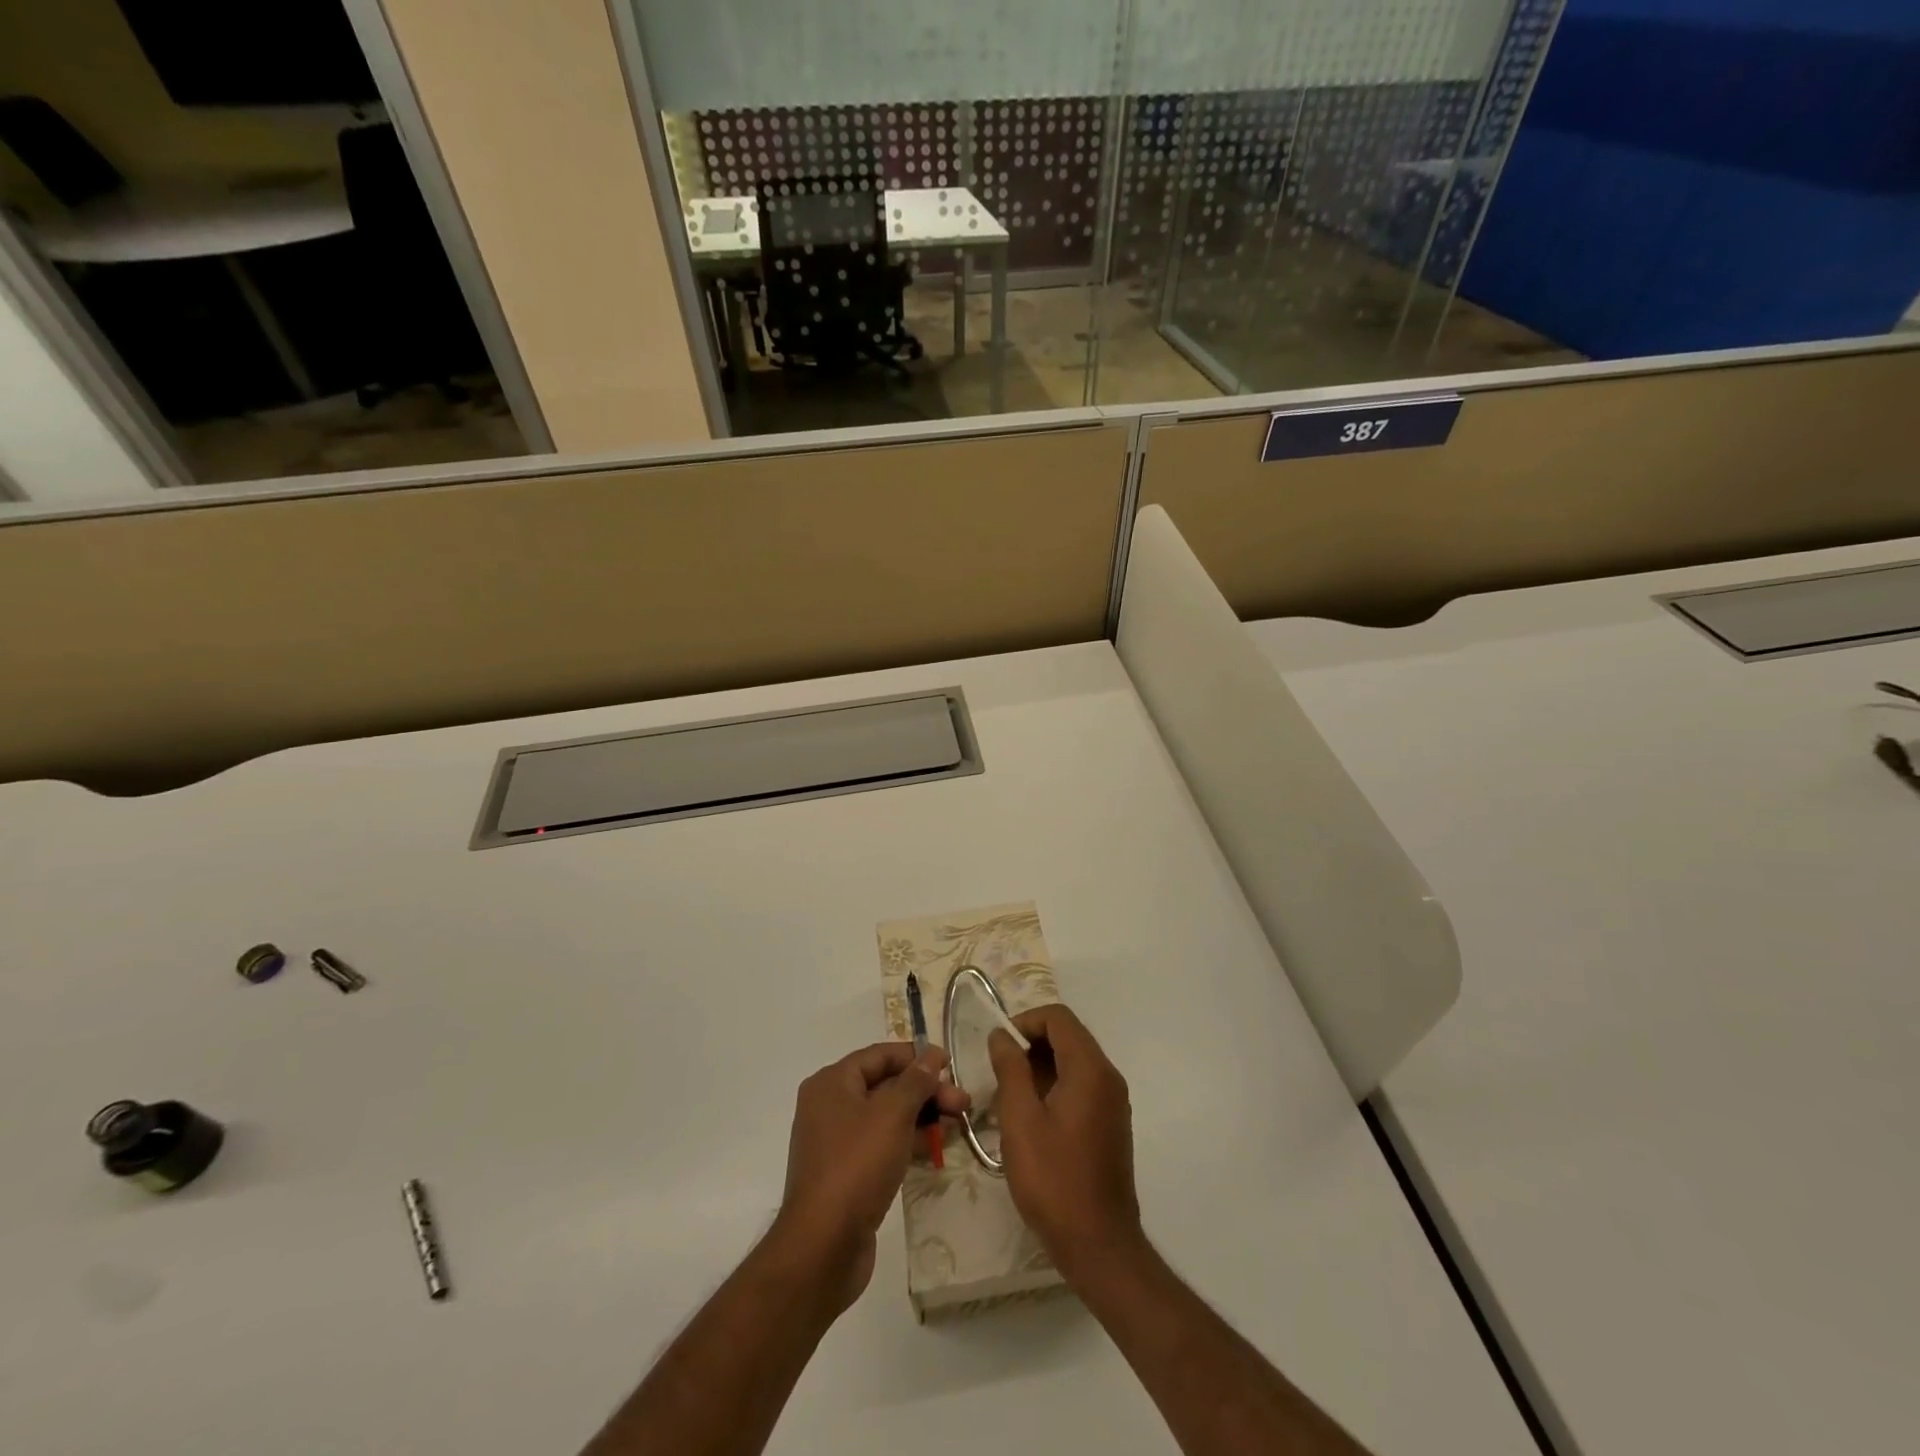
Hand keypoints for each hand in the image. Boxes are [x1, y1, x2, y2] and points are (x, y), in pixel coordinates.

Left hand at [773, 1042, 970, 1312]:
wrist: (823, 1247)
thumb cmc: (856, 1166)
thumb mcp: (892, 1115)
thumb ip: (915, 1081)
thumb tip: (931, 1056)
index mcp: (832, 1083)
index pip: (879, 1055)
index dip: (916, 1056)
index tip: (950, 1064)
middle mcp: (830, 1106)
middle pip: (885, 1085)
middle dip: (925, 1091)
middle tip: (963, 1103)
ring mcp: (837, 1142)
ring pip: (887, 1116)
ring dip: (922, 1116)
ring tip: (959, 1123)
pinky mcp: (847, 1173)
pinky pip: (882, 1144)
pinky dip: (909, 1141)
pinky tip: (936, 1147)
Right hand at [989, 1005, 1142, 1278]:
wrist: (1099, 1244)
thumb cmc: (1054, 1180)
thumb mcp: (1020, 1120)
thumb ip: (1010, 1069)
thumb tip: (1001, 1036)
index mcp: (1090, 1069)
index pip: (1057, 1017)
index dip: (1024, 1022)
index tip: (998, 1047)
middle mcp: (1108, 1076)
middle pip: (1068, 1036)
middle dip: (1031, 1044)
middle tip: (1000, 1073)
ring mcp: (1113, 1100)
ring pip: (1073, 1061)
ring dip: (1041, 1066)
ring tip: (1010, 1097)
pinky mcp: (1111, 1122)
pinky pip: (1081, 1084)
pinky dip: (1055, 1086)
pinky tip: (1032, 1117)